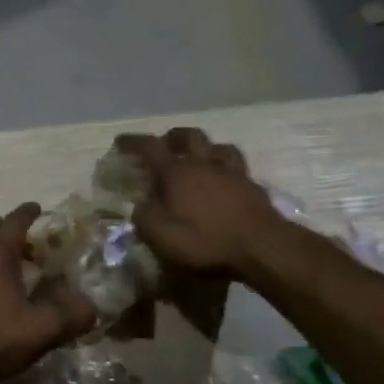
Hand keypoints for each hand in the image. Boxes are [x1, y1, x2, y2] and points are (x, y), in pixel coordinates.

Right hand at [116, 128, 282, 276]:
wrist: (262, 247)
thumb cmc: (205, 241)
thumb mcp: (161, 236)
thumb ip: (144, 217)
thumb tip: (140, 206)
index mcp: (177, 172)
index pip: (150, 148)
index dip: (133, 142)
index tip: (120, 141)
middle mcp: (204, 164)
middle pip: (189, 136)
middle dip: (172, 137)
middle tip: (164, 145)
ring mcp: (233, 173)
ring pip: (218, 147)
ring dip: (205, 148)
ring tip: (199, 159)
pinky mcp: (254, 187)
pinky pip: (237, 168)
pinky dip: (226, 170)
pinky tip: (224, 182)